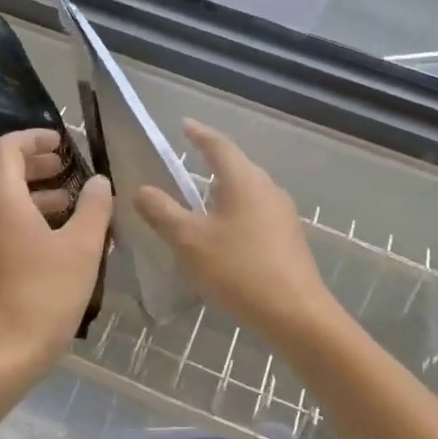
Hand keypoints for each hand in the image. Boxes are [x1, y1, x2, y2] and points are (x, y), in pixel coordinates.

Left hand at [0, 129, 112, 383]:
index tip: (64, 143)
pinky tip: (56, 241)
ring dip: (34, 194)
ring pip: (1, 201)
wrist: (0, 358)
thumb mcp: (82, 248)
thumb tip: (99, 182)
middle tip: (68, 169)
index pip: (7, 148)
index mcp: (0, 200)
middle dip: (36, 164)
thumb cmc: (44, 296)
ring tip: (71, 205)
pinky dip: (25, 219)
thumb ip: (94, 208)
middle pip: (2, 172)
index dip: (35, 138)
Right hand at [132, 121, 342, 344]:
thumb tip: (141, 190)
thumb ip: (163, 212)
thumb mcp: (190, 241)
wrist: (296, 314)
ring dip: (224, 190)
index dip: (199, 134)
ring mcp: (282, 214)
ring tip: (201, 200)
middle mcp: (267, 189)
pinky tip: (223, 235)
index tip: (184, 124)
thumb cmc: (239, 270)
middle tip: (188, 161)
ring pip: (247, 191)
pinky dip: (235, 213)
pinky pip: (256, 213)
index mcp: (244, 180)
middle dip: (212, 162)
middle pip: (236, 166)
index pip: (218, 145)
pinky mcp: (288, 239)